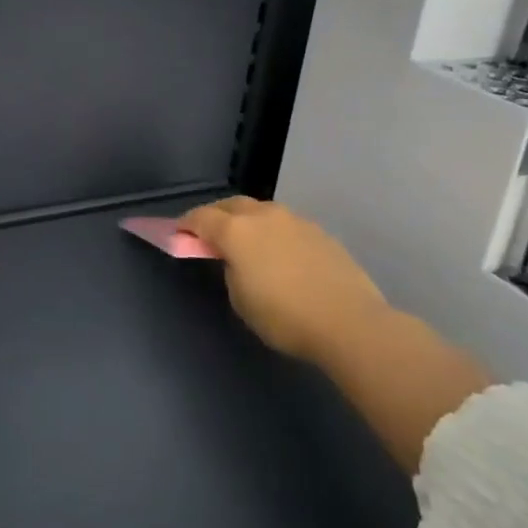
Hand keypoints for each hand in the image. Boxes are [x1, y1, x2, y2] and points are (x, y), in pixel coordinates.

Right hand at [179, 197, 388, 371]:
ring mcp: (295, 221)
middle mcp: (264, 216)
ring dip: (247, 221)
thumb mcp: (240, 298)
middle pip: (231, 205)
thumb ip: (231, 270)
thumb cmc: (284, 316)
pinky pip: (285, 225)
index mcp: (236, 231)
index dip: (185, 224)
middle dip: (216, 215)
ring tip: (246, 242)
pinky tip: (279, 253)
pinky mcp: (320, 232)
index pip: (201, 217)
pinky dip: (273, 232)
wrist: (349, 322)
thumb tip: (237, 260)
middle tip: (209, 233)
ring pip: (261, 211)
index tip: (178, 234)